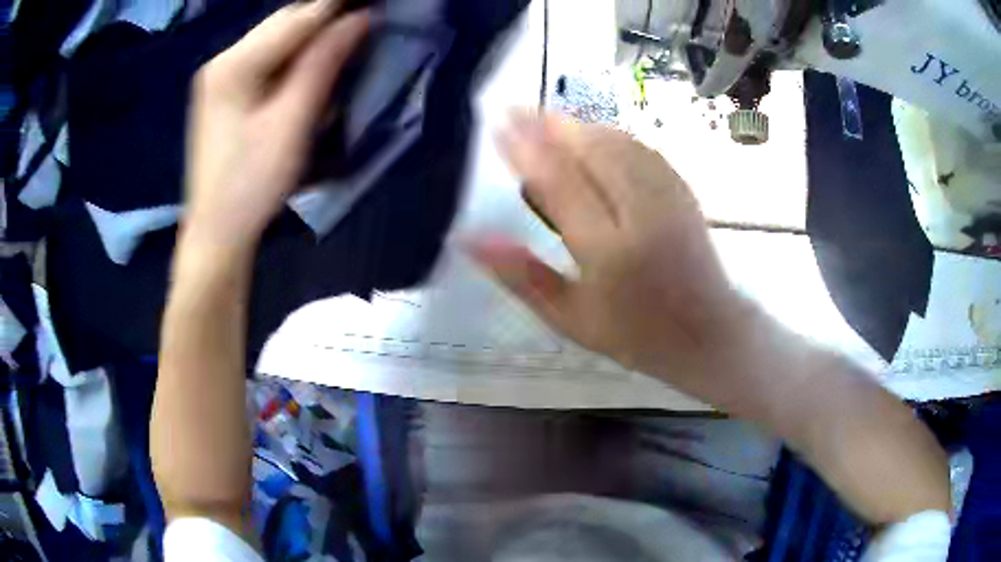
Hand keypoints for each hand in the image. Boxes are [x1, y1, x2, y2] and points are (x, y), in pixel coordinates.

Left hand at [183, 0, 368, 252]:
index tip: (374, 3)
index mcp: (234, 65)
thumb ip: (324, 63)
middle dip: (325, 15)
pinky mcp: (223, 90)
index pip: (297, 19)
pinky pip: (265, 56)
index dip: (338, 6)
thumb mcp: (293, 122)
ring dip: (311, 32)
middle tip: (365, 17)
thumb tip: (360, 19)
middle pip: (282, 22)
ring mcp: (219, 75)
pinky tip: (314, 56)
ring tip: (348, 32)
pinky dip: (294, 51)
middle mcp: (222, 60)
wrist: (217, 231)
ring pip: (274, 37)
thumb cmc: (253, 184)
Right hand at [470, 113, 753, 396]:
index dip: (526, 148)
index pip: (559, 183)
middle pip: (591, 151)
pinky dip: (612, 136)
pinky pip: (643, 150)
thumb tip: (469, 238)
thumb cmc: (633, 333)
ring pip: (618, 144)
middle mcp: (640, 215)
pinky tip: (595, 135)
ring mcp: (667, 198)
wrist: (705, 333)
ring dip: (579, 126)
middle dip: (550, 124)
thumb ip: (521, 276)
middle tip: (517, 109)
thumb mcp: (569, 318)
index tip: (499, 125)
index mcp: (608, 251)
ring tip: (548, 119)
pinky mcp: (683, 192)